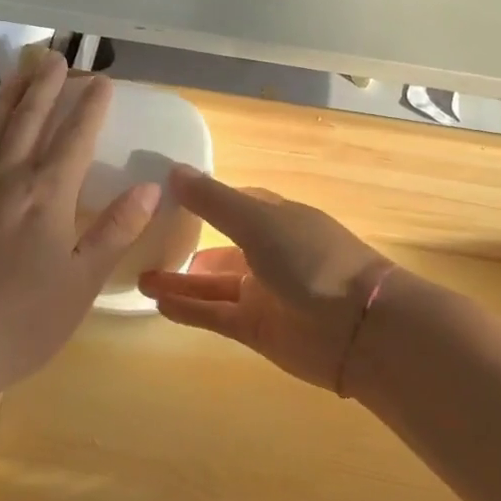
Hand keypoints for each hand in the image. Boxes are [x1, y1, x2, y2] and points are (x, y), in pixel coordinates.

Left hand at [0, 52, 158, 397]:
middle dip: (46, 85)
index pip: (75, 137)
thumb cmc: (22, 321)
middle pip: (29, 119)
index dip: (90, 107)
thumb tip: (148, 188)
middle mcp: (7, 178)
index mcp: (47, 195)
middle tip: (56, 56)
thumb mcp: (82, 281)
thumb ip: (115, 229)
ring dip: (10, 94)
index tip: (101, 80)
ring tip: (21, 69)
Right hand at [139, 167, 392, 392]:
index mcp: (275, 218)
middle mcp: (268, 253)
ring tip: (140, 278)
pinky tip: (159, 303)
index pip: (232, 203)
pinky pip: (215, 315)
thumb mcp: (259, 222)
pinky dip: (190, 309)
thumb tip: (173, 171)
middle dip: (187, 245)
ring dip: (180, 281)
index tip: (161, 198)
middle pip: (219, 247)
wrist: (359, 329)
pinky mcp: (257, 329)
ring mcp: (262, 293)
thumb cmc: (311, 260)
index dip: (201, 200)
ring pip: (213, 284)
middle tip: (142, 244)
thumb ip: (214, 201)